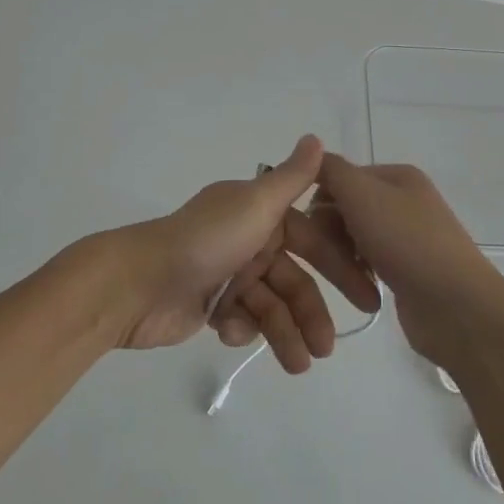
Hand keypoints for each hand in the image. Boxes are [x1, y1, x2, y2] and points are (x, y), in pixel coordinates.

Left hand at [117, 136, 381, 370]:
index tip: (366, 299)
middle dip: (310, 314)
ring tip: (297, 366)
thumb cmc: (204, 241)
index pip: (312, 241)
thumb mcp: (255, 204)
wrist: (137, 283)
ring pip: (270, 306)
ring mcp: (227, 273)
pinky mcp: (209, 305)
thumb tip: (317, 137)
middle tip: (327, 349)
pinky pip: (240, 319)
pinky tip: (227, 332)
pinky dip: (240, 329)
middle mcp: (247, 239)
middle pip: (293, 280)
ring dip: (284, 334)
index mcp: (259, 213)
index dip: (339, 268)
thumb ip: (292, 178)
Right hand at [312, 155, 503, 368]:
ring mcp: (408, 237)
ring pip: (354, 238)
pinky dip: (359, 274)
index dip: (320, 200)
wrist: (455, 305)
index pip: (340, 177)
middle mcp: (405, 201)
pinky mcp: (407, 270)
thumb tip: (313, 153)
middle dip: (330, 231)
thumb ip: (332, 169)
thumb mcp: (362, 194)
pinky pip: (368, 264)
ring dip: (342, 256)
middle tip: (328, 255)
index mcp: (398, 176)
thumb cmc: (406, 242)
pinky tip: (361, 288)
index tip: (310, 227)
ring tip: (347, 276)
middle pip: (346, 208)